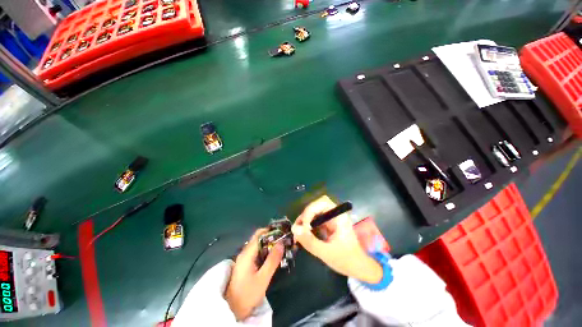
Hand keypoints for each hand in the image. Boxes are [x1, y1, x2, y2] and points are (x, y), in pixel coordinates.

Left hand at [225, 228, 283, 320]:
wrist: (233, 310)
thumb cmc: (247, 294)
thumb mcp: (263, 278)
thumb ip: (272, 260)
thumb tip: (282, 243)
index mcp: (247, 253)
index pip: (259, 234)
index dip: (271, 231)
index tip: (282, 232)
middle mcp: (245, 252)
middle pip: (259, 238)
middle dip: (272, 237)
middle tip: (284, 240)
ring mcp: (244, 258)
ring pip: (258, 245)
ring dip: (270, 244)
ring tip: (282, 247)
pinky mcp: (246, 264)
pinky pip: (257, 253)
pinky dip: (266, 251)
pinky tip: (273, 257)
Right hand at [292, 196, 382, 283]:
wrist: (358, 269)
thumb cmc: (346, 260)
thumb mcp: (326, 252)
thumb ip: (310, 241)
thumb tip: (294, 229)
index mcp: (339, 217)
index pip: (323, 203)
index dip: (311, 211)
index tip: (305, 227)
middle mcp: (335, 215)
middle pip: (317, 206)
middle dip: (306, 215)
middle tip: (298, 228)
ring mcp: (331, 220)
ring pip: (314, 212)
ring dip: (305, 220)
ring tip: (298, 232)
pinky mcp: (328, 225)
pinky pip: (315, 221)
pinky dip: (307, 226)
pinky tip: (303, 235)